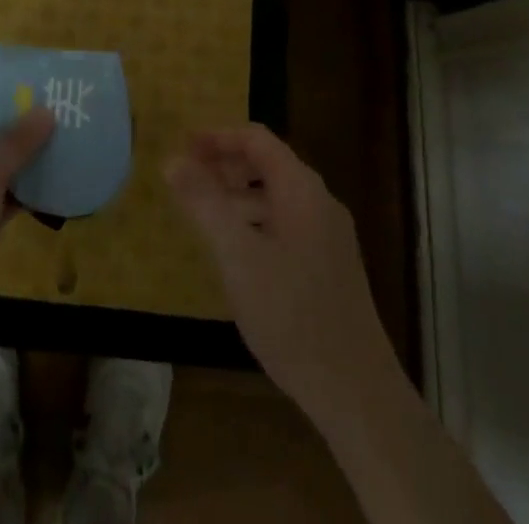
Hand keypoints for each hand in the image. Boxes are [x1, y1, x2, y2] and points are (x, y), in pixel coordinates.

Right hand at [166, 124, 398, 419]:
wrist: (355, 391)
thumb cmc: (291, 314)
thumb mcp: (238, 255)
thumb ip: (204, 203)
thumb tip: (172, 161)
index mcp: (301, 189)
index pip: (257, 140)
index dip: (218, 137)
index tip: (183, 146)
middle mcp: (319, 203)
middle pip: (267, 164)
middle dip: (225, 165)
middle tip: (187, 178)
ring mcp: (328, 236)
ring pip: (276, 197)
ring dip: (238, 195)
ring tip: (202, 213)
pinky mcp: (329, 267)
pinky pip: (286, 224)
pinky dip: (255, 221)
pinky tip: (236, 252)